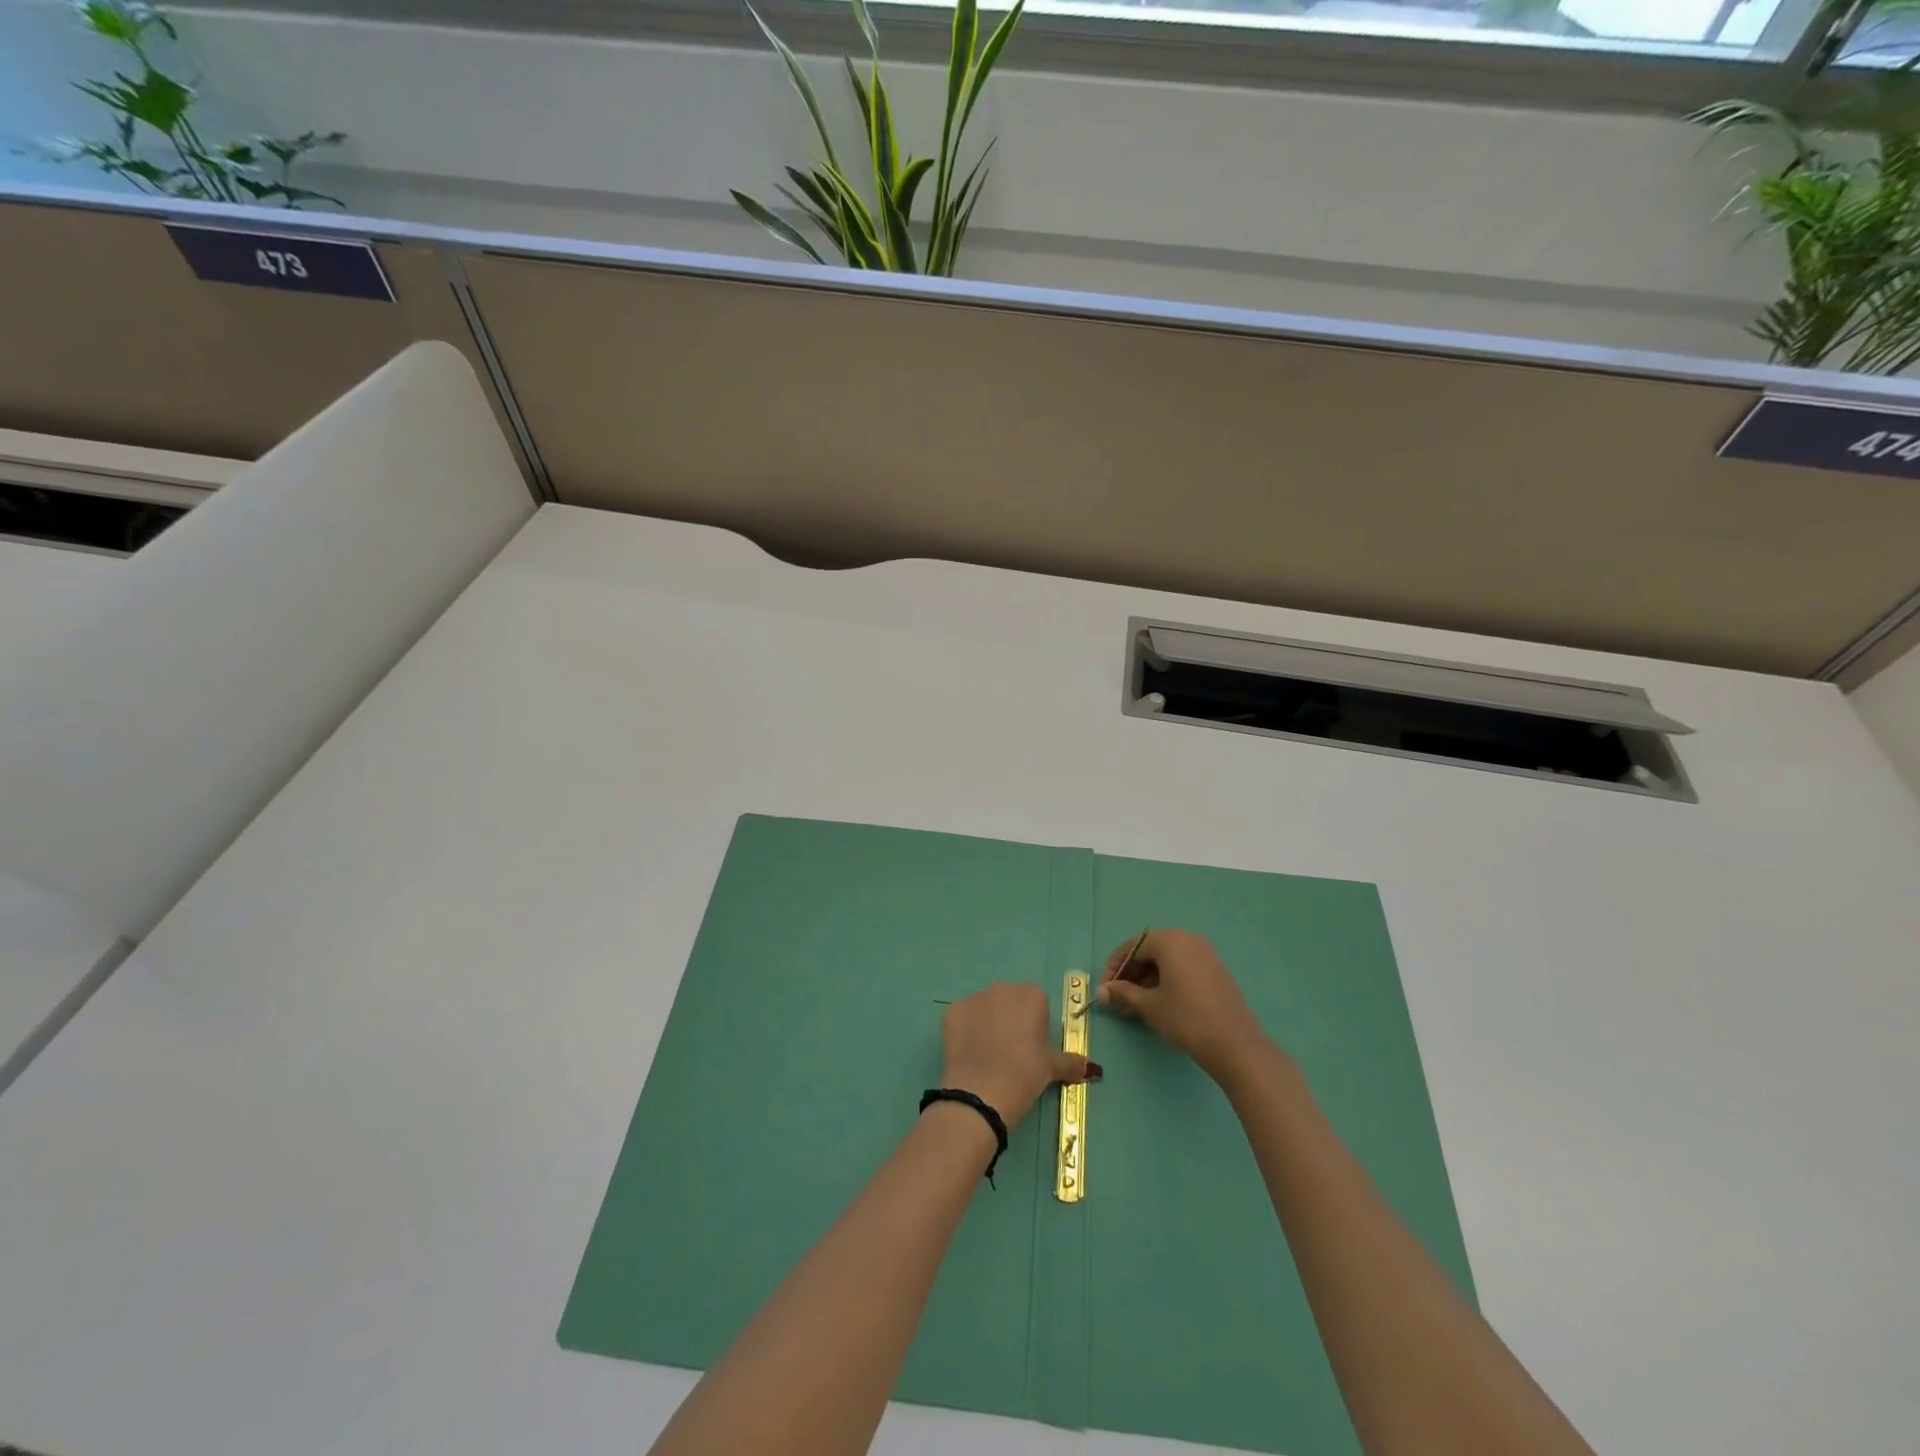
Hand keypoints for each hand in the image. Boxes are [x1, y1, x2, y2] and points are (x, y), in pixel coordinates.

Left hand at [939, 982, 1094, 1127]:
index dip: (1036, 1025)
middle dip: (1011, 1020)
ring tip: (989, 1056)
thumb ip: (1072, 1062)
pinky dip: (966, 1031)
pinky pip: (963, 1017)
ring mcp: (974, 997)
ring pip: (985, 1008)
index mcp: (1031, 995)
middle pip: (1010, 1001)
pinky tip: (970, 1054)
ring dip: (988, 1024)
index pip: (1037, 1003)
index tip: (1033, 1048)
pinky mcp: (952, 1011)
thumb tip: (1092, 1068)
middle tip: (1012, 1053)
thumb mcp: (1052, 1069)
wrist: (982, 1092)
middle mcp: (1002, 988)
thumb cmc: (1025, 1074)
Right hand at [1096, 928, 1266, 1081]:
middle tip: (1118, 999)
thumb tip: (1102, 992)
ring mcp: (1205, 954)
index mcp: (1170, 940)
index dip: (1114, 968)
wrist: (1235, 1044)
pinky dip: (1167, 981)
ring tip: (1135, 1005)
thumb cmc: (1186, 1018)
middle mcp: (1188, 939)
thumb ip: (1123, 993)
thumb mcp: (1149, 1005)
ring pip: (1167, 961)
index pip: (1132, 947)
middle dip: (1131, 974)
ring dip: (1147, 979)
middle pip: (1150, 951)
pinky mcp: (1216, 971)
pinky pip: (1183, 968)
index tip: (1105, 990)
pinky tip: (1159, 1003)